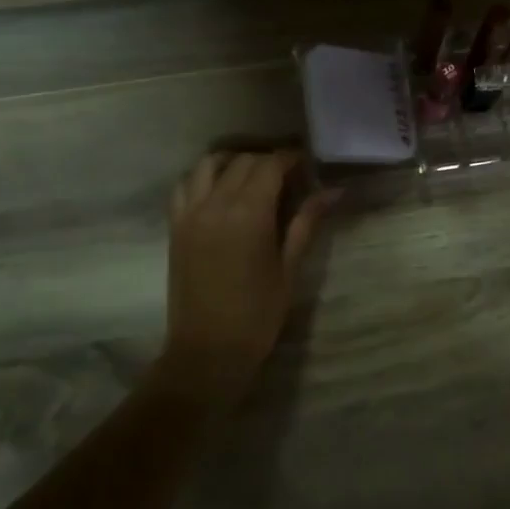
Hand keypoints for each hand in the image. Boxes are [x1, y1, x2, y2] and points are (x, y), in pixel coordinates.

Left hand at [162, 150, 332, 401]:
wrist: (208, 350)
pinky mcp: (176, 226)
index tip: (307, 162)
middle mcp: (216, 203)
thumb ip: (306, 222)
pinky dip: (203, 178)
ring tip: (253, 176)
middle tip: (289, 175)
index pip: (270, 165)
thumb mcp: (289, 267)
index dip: (291, 158)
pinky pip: (185, 186)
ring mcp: (190, 213)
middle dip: (267, 160)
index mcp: (249, 213)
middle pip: (242, 161)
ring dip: (233, 161)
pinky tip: (219, 190)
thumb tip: (334, 191)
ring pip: (208, 165)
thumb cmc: (258, 314)